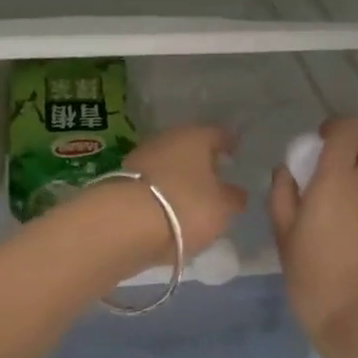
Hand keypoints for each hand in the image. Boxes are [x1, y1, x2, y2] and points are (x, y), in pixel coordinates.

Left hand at [114, 124, 247, 263]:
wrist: (123, 224)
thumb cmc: (185, 207)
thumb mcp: (222, 208)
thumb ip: (233, 198)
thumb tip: (236, 192)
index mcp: (196, 136)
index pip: (219, 134)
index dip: (229, 144)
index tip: (236, 155)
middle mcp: (167, 138)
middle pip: (190, 147)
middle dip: (201, 161)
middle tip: (215, 179)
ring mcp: (140, 157)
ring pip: (168, 163)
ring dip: (179, 177)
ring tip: (191, 198)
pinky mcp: (121, 180)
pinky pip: (151, 183)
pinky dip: (161, 192)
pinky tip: (167, 209)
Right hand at [269, 118, 357, 357]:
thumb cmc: (316, 281)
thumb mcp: (285, 240)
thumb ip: (283, 197)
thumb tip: (286, 172)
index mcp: (338, 179)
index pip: (347, 128)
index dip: (333, 127)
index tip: (316, 143)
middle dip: (356, 138)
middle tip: (330, 161)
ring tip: (336, 192)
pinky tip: (348, 220)